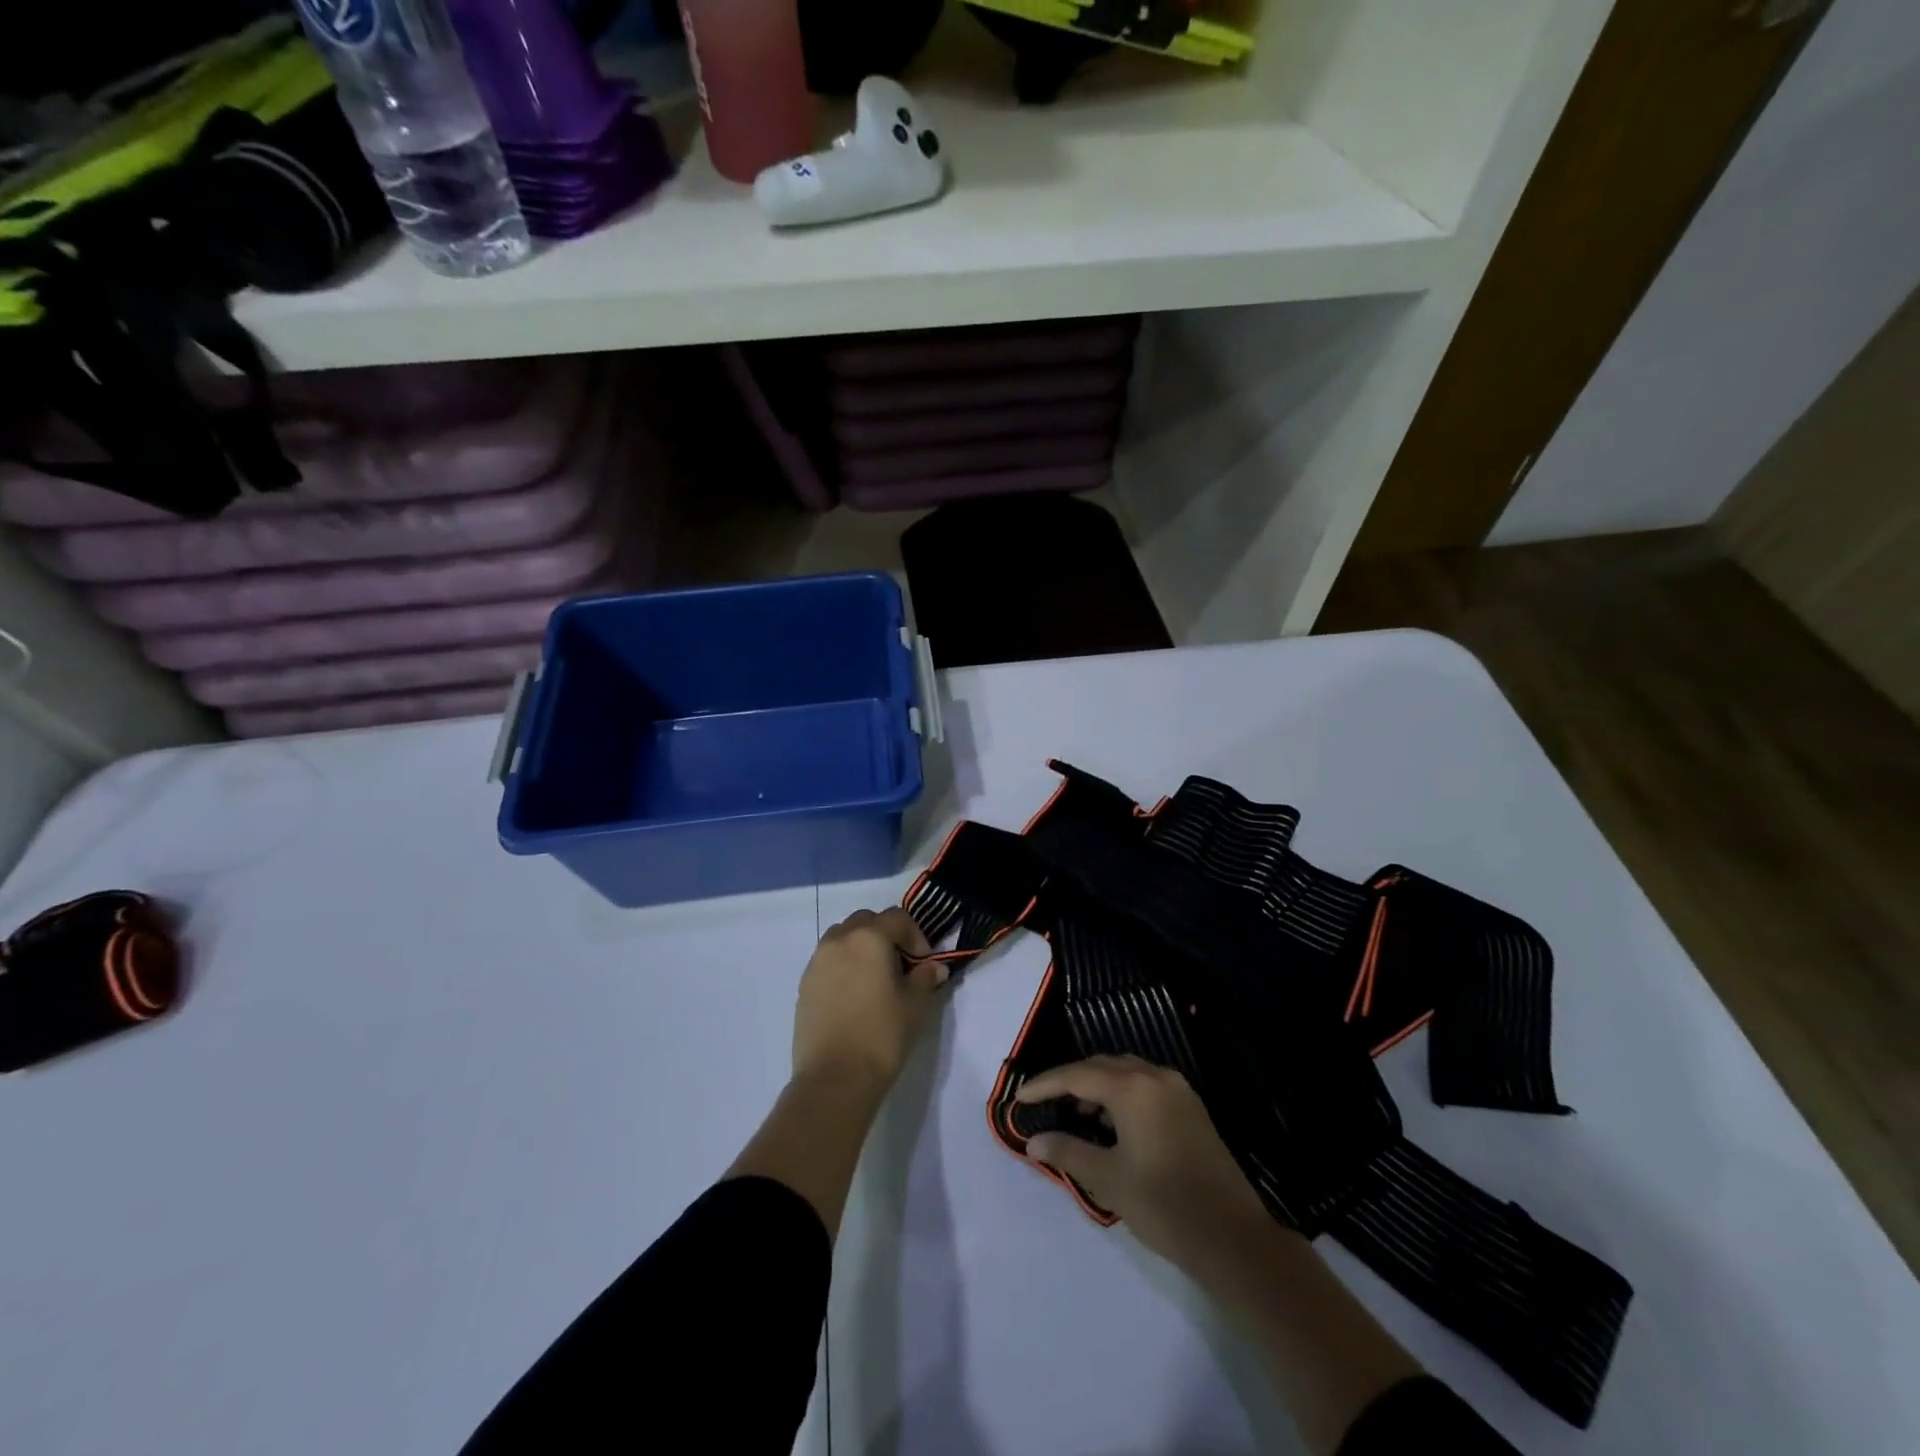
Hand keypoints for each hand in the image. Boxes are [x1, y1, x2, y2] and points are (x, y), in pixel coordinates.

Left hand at [792, 908, 943, 1097]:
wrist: (834, 1078)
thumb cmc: (882, 1035)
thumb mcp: (915, 1004)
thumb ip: (925, 977)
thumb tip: (934, 967)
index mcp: (869, 937)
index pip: (897, 918)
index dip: (916, 935)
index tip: (924, 962)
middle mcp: (839, 940)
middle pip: (866, 921)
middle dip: (886, 934)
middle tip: (900, 964)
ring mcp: (817, 962)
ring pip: (842, 938)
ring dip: (861, 946)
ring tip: (875, 977)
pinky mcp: (804, 985)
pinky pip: (828, 961)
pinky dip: (843, 966)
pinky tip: (854, 995)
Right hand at [1018, 1056, 1272, 1271]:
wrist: (1233, 1237)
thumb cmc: (1164, 1206)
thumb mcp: (1109, 1180)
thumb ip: (1068, 1152)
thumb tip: (1033, 1140)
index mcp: (1133, 1088)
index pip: (1077, 1076)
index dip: (1046, 1085)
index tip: (1020, 1098)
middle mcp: (1155, 1077)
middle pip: (1102, 1066)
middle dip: (1070, 1081)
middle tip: (1044, 1101)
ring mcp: (1177, 1090)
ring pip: (1125, 1073)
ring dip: (1097, 1086)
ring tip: (1075, 1113)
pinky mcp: (1191, 1108)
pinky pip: (1145, 1086)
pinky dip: (1120, 1094)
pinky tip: (1111, 1121)